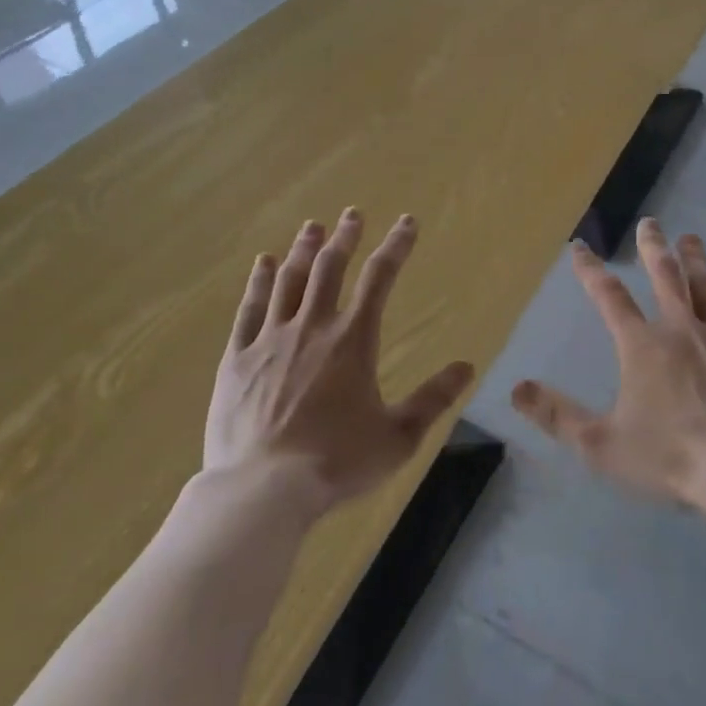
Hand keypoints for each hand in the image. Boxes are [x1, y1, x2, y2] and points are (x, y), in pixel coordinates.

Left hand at [204, 210, 474, 514]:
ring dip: (303, 250)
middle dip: (345, 237)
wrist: (262, 491)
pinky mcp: (238, 358)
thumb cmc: (336, 463)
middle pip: (330, 267)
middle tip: (352, 214)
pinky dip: (259, 282)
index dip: (396, 245)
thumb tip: (467, 367)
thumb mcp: (397, 437)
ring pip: (290, 280)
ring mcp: (271, 339)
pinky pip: (250, 308)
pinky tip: (263, 263)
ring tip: (312, 227)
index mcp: (352, 339)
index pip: (380, 277)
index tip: (407, 222)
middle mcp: (313, 326)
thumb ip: (433, 399)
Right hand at [512, 219, 705, 518]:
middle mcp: (681, 330)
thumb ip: (557, 416)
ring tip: (691, 238)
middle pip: (665, 277)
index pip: (609, 297)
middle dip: (654, 248)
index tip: (580, 246)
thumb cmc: (671, 458)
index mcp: (642, 346)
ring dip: (698, 261)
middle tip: (650, 222)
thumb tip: (516, 388)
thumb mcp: (601, 445)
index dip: (591, 270)